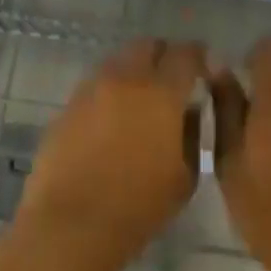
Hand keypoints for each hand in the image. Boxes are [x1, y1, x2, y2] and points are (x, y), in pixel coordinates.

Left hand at [18, 39, 206, 270]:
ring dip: (134, 72)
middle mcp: (125, 79)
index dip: (199, 57)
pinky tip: (112, 120)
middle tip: (172, 81)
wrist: (72, 224)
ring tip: (140, 102)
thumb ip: (193, 133)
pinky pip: (95, 86)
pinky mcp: (67, 106)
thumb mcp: (186, 176)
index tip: (204, 71)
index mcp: (161, 92)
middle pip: (147, 46)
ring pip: (118, 62)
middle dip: (163, 57)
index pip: (186, 54)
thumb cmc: (139, 207)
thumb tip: (189, 110)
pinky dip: (110, 93)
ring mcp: (91, 89)